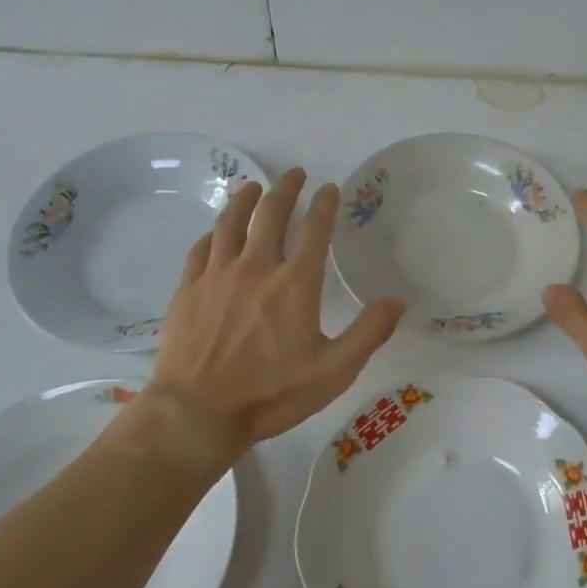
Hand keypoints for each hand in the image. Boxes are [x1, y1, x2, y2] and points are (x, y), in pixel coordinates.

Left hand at [136, 169, 406, 464]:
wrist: (197, 413)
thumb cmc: (272, 393)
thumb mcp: (334, 371)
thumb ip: (369, 332)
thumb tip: (398, 299)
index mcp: (295, 283)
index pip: (314, 229)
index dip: (324, 204)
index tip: (328, 188)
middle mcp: (256, 267)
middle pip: (271, 214)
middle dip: (285, 189)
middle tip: (294, 174)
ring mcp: (217, 275)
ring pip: (231, 222)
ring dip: (245, 199)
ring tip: (252, 187)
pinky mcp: (188, 289)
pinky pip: (201, 249)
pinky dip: (213, 234)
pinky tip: (216, 233)